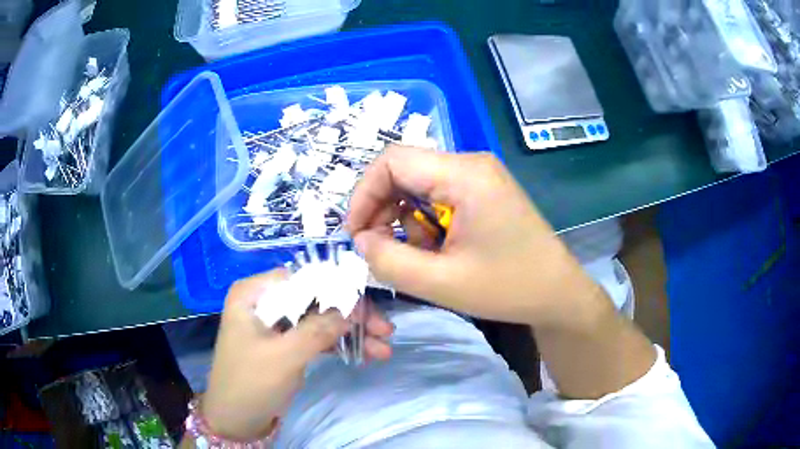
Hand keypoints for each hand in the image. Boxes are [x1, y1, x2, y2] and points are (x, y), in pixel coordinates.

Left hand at [201, 269, 393, 439]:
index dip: (338, 289)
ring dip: (351, 332)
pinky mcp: (285, 343)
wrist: (235, 420)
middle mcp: (265, 301)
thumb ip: (318, 329)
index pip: (302, 279)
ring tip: (383, 348)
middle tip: (385, 330)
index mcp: (254, 293)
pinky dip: (339, 344)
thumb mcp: (285, 356)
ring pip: (320, 319)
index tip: (368, 307)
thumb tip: (354, 307)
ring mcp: (276, 323)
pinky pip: (316, 337)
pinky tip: (366, 353)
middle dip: (351, 316)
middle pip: (316, 299)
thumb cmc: (250, 383)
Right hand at [346, 146, 602, 328]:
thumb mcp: (440, 283)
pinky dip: (426, 222)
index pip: (393, 161)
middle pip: (405, 171)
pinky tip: (442, 249)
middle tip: (380, 249)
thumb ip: (389, 261)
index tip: (357, 235)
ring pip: (419, 185)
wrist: (557, 293)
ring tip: (425, 256)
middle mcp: (472, 164)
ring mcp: (480, 175)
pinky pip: (438, 196)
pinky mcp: (483, 190)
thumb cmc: (508, 288)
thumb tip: (361, 240)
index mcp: (465, 175)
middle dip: (383, 210)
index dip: (364, 194)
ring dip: (407, 221)